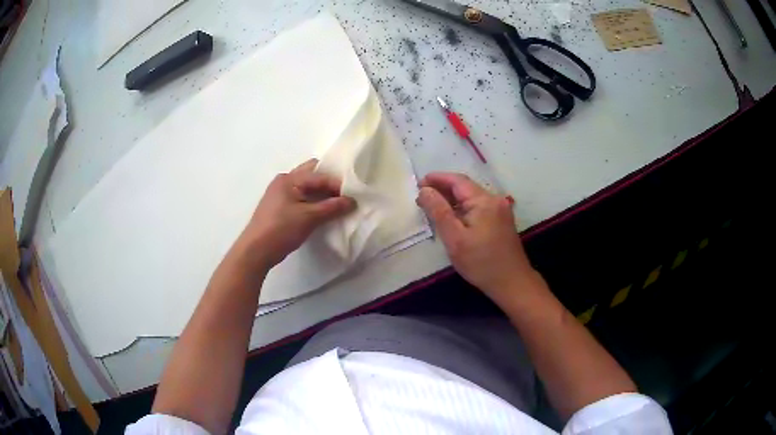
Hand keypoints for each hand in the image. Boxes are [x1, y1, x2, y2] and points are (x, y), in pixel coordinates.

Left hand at [236, 159, 354, 269]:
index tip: (354, 195)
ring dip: (321, 192)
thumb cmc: (281, 229)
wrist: (256, 251)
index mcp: (289, 178)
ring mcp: (280, 193)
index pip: (320, 175)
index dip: (338, 184)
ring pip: (306, 186)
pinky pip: (301, 196)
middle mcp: (284, 181)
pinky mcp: (280, 206)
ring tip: (337, 204)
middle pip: (312, 174)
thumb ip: (332, 208)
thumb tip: (352, 202)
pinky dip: (313, 200)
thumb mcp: (309, 218)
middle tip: (345, 195)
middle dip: (329, 182)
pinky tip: (323, 211)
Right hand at [416, 172, 533, 298]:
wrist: (512, 282)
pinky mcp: (501, 220)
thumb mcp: (454, 238)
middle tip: (422, 197)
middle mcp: (494, 200)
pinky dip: (462, 208)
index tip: (418, 184)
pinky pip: (478, 207)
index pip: (457, 180)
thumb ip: (438, 211)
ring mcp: (500, 210)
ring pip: (472, 197)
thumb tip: (424, 190)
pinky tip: (452, 217)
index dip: (437, 178)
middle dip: (443, 188)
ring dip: (452, 199)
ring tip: (432, 206)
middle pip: (465, 187)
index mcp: (484, 201)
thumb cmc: (481, 263)